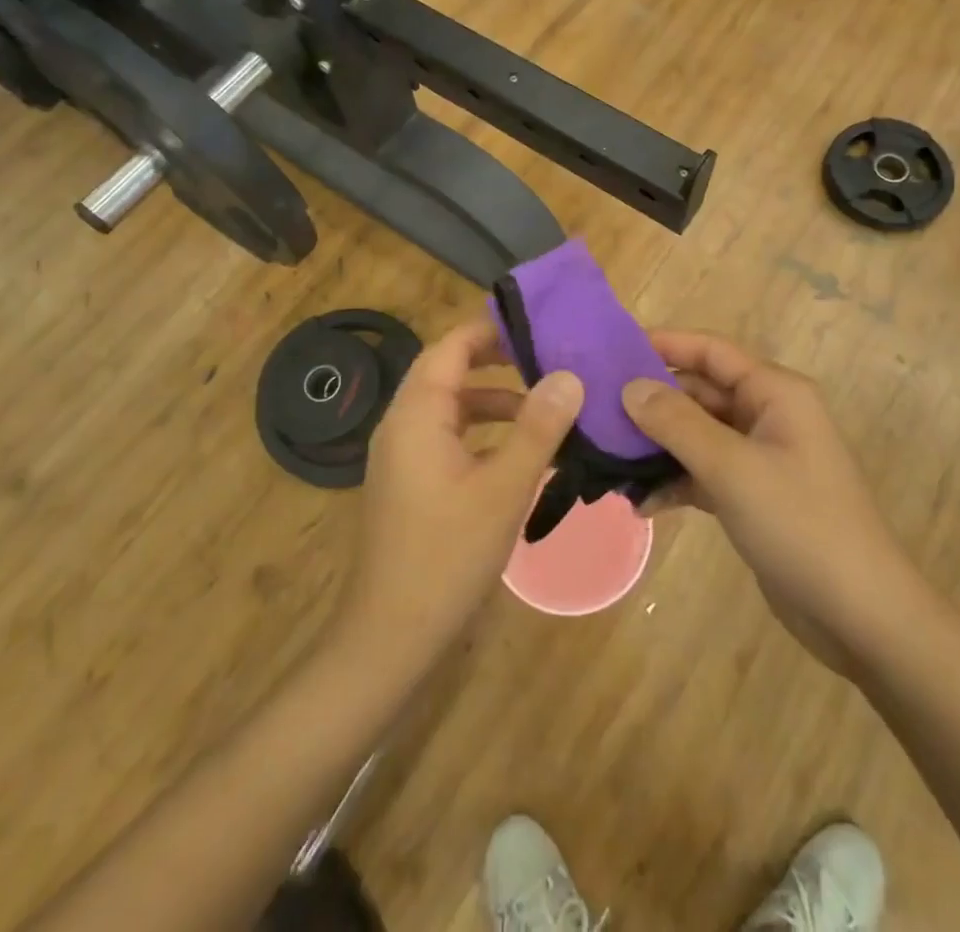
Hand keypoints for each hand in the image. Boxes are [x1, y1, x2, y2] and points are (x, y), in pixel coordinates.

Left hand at [330, 314, 582, 676]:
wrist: (390, 637)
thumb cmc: (446, 555)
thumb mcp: (503, 489)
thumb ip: (537, 429)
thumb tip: (569, 375)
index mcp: (416, 414)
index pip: (450, 347)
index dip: (489, 329)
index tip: (536, 323)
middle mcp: (402, 425)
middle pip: (448, 372)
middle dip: (495, 361)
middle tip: (547, 356)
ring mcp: (402, 456)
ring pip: (450, 408)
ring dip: (492, 401)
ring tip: (544, 404)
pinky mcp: (409, 484)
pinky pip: (447, 438)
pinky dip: (481, 433)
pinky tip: (518, 453)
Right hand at [621, 331, 919, 670]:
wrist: (860, 615)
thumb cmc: (799, 524)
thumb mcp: (732, 468)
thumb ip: (677, 423)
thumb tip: (629, 387)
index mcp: (774, 392)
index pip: (710, 351)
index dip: (663, 345)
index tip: (612, 351)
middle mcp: (767, 415)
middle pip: (698, 392)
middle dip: (651, 402)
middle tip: (596, 411)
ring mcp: (759, 457)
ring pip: (696, 434)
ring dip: (657, 446)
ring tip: (608, 460)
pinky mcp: (751, 495)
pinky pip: (703, 473)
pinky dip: (674, 482)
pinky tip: (641, 505)